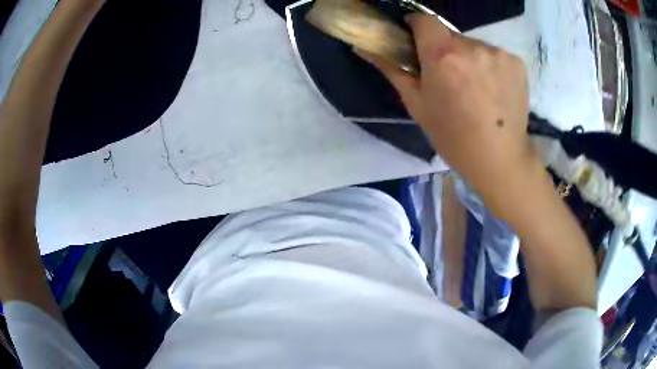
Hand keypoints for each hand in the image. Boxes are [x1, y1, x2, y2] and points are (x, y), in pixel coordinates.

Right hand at [359, 14, 537, 212]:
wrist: (500, 159)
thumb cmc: (453, 137)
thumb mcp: (417, 105)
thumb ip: (392, 69)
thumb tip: (364, 47)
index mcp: (442, 56)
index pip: (424, 19)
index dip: (417, 26)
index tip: (417, 40)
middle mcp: (471, 47)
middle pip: (450, 35)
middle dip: (445, 50)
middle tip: (449, 77)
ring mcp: (498, 53)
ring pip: (473, 46)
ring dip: (469, 59)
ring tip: (474, 88)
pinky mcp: (517, 62)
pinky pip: (494, 55)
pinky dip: (489, 66)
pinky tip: (493, 90)